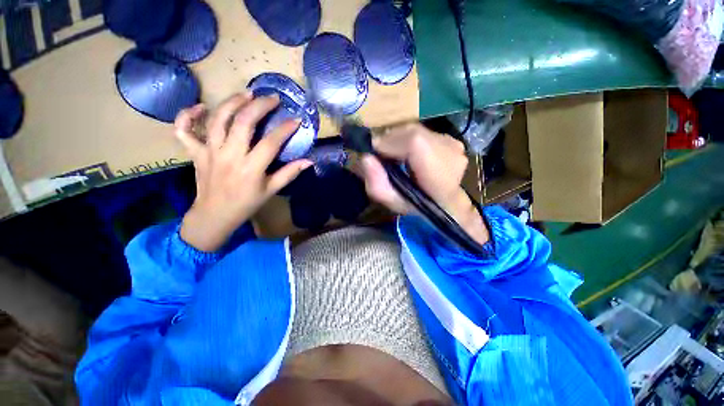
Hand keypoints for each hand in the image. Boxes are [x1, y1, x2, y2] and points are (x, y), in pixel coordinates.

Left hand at [175, 93, 312, 251]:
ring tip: (246, 94)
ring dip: (232, 102)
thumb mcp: (271, 190)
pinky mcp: (195, 152)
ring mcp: (209, 152)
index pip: (271, 142)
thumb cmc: (246, 204)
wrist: (214, 215)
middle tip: (272, 98)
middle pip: (244, 122)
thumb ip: (290, 173)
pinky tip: (201, 107)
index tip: (296, 120)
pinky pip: (184, 130)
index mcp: (251, 168)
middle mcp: (229, 155)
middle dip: (260, 106)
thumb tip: (308, 161)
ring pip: (218, 119)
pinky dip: (188, 115)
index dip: (285, 129)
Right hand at [360, 123, 488, 244]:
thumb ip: (377, 185)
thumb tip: (366, 158)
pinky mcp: (452, 139)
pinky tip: (406, 152)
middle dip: (390, 140)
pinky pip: (422, 131)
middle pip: (413, 133)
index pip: (415, 143)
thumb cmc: (417, 206)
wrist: (445, 203)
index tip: (374, 152)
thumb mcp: (392, 203)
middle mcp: (452, 157)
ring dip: (398, 139)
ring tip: (392, 154)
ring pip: (416, 129)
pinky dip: (407, 138)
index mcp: (440, 179)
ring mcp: (454, 145)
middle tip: (380, 155)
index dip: (390, 143)